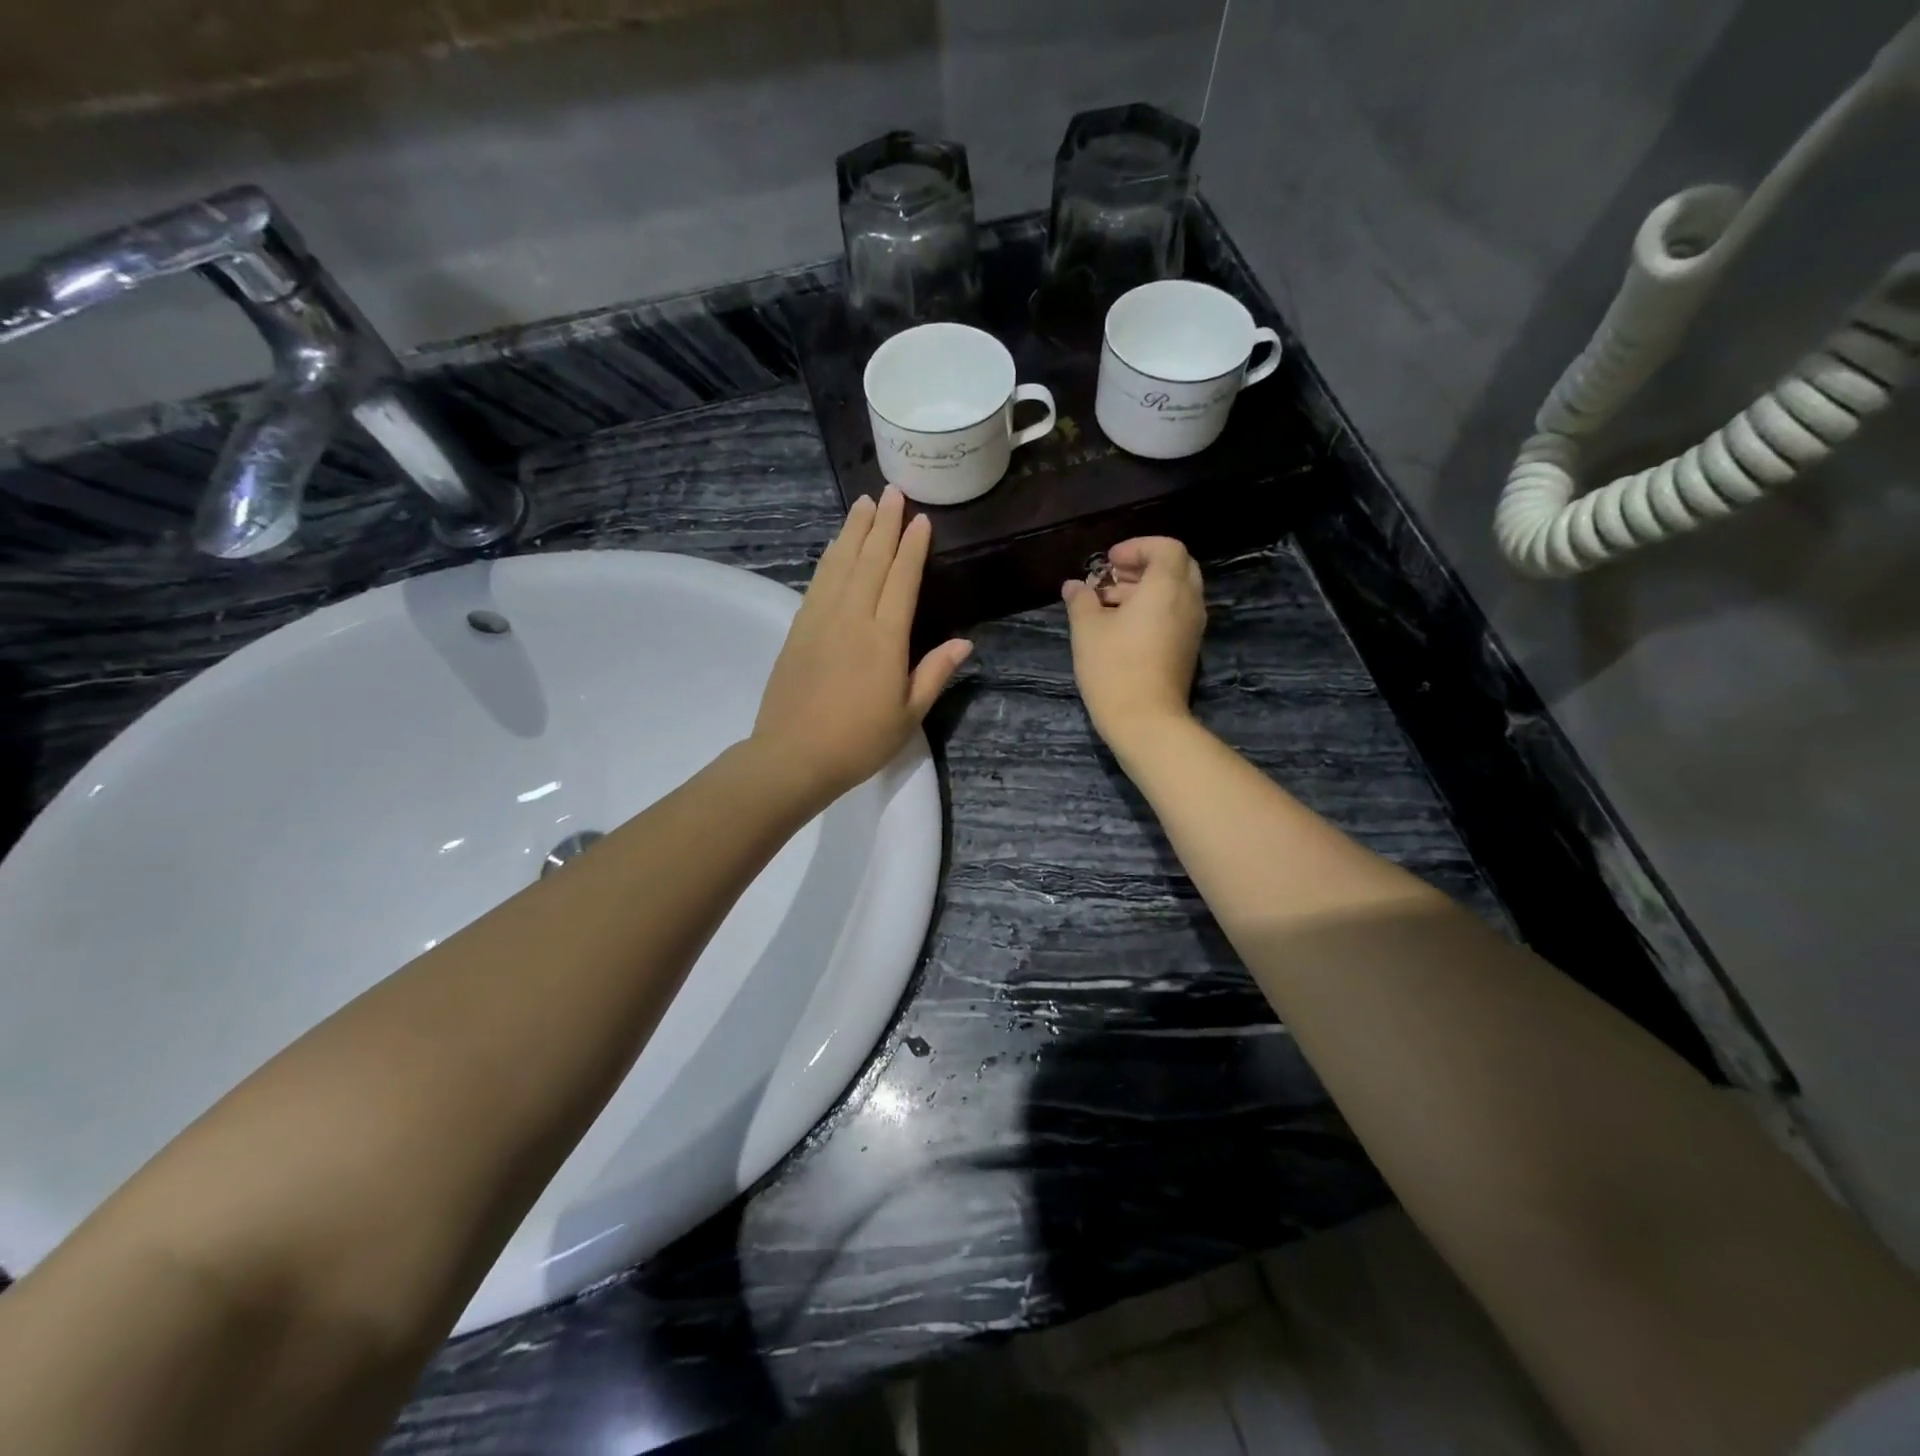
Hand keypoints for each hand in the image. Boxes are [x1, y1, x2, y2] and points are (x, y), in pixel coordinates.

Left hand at [754, 488, 971, 802]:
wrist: (793, 755)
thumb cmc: (859, 741)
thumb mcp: (908, 714)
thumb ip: (934, 673)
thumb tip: (965, 642)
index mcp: (885, 637)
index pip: (902, 579)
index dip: (913, 547)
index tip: (921, 519)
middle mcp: (852, 617)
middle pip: (870, 560)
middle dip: (884, 524)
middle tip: (893, 492)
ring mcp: (820, 619)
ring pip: (840, 563)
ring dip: (854, 531)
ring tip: (865, 504)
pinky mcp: (798, 628)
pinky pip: (817, 581)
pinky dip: (829, 557)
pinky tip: (835, 546)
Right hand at [1062, 537, 1205, 753]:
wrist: (1145, 721)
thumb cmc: (1114, 668)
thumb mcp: (1087, 629)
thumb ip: (1081, 600)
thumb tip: (1073, 586)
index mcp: (1167, 587)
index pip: (1166, 547)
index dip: (1137, 547)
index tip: (1109, 562)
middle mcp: (1188, 601)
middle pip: (1176, 566)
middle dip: (1143, 566)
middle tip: (1112, 578)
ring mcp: (1192, 627)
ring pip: (1176, 591)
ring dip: (1146, 589)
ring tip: (1109, 604)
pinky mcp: (1188, 648)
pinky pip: (1176, 613)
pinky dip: (1154, 609)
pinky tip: (1122, 627)